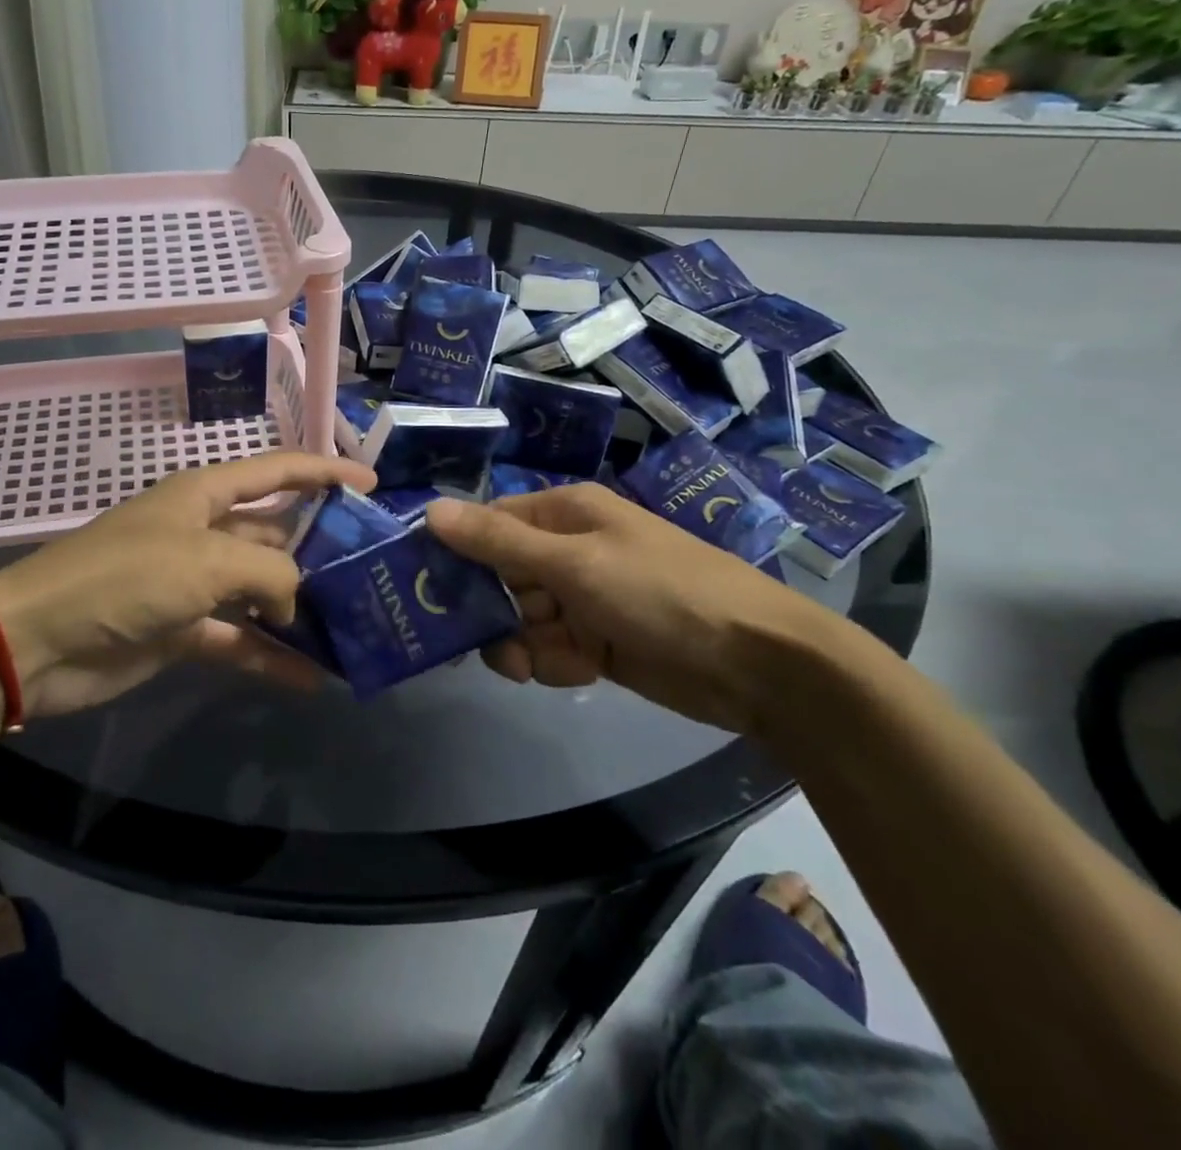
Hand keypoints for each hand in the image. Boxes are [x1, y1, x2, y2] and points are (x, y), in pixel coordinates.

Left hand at [0, 452, 376, 715]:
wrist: (40, 640)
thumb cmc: (126, 577)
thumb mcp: (206, 561)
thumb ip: (269, 573)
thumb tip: (296, 602)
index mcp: (205, 495)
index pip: (277, 470)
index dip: (325, 471)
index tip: (372, 484)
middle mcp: (203, 532)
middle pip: (274, 533)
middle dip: (320, 549)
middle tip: (374, 571)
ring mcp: (193, 583)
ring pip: (261, 590)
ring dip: (300, 609)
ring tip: (354, 627)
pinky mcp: (184, 630)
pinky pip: (239, 639)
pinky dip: (271, 656)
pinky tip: (313, 677)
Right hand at [425, 483, 846, 733]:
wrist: (757, 665)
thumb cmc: (661, 593)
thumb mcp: (574, 564)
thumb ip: (499, 542)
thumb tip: (430, 511)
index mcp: (564, 514)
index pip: (489, 524)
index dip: (457, 551)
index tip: (423, 584)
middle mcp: (568, 550)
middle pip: (499, 576)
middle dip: (488, 610)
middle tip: (474, 640)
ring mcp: (583, 597)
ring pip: (519, 619)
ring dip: (520, 644)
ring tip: (535, 663)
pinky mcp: (596, 640)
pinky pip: (547, 648)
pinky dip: (552, 663)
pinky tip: (575, 670)